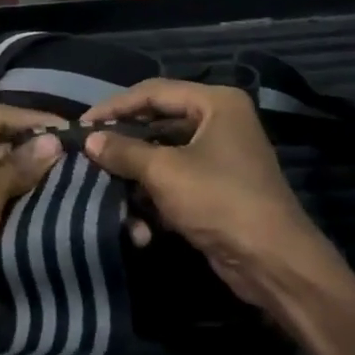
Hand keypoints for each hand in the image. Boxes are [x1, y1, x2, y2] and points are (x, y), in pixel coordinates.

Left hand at [0, 107, 63, 334]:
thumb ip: (20, 167)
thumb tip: (55, 141)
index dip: (35, 120)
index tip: (73, 130)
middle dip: (36, 151)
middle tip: (79, 158)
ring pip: (0, 175)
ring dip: (31, 179)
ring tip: (74, 179)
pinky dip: (19, 203)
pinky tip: (51, 205)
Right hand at [82, 80, 341, 311]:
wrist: (272, 262)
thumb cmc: (219, 200)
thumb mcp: (165, 172)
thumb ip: (124, 151)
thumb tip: (89, 139)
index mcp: (215, 103)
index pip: (154, 92)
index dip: (115, 106)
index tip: (82, 124)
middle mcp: (219, 122)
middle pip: (158, 123)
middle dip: (124, 145)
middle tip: (88, 154)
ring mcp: (219, 156)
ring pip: (163, 156)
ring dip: (137, 178)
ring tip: (106, 190)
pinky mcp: (216, 189)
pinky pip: (175, 181)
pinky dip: (155, 197)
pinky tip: (138, 222)